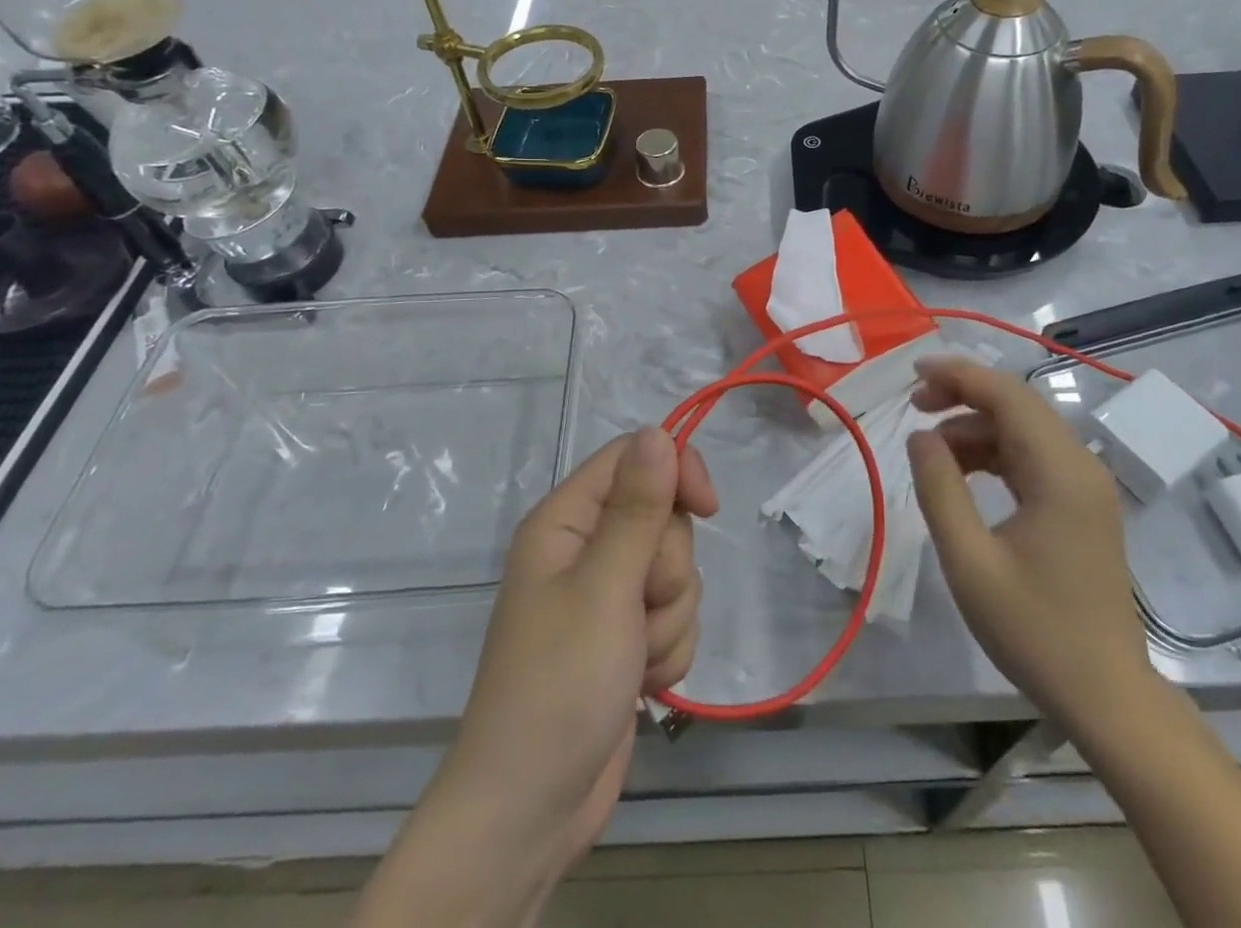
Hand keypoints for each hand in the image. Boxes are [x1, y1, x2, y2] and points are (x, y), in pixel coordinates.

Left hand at [377, 429, 716, 925]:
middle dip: (667, 568)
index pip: (633, 458)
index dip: (675, 472)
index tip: (707, 507)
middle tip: (636, 609)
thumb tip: (657, 431)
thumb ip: (637, 508)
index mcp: (566, 520)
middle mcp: (585, 548)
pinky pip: (675, 615)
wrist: (533, 810)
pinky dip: (668, 648)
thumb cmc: (559, 685)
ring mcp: (607, 595)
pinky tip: (641, 682)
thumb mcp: (604, 588)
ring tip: (633, 657)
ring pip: (676, 570)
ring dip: (669, 616)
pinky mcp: (626, 636)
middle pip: (662, 517)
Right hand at [906, 357, 1150, 730]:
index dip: (959, 374)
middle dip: (963, 394)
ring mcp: (1084, 485)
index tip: (913, 373)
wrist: (1106, 695)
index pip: (1007, 395)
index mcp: (1059, 472)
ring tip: (930, 447)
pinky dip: (993, 451)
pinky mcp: (1081, 504)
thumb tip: (920, 437)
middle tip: (915, 406)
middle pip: (1017, 403)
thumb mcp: (969, 561)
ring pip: (1023, 427)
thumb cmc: (1034, 630)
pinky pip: (1032, 455)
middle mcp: (1079, 466)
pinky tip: (963, 471)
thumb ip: (940, 489)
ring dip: (976, 425)